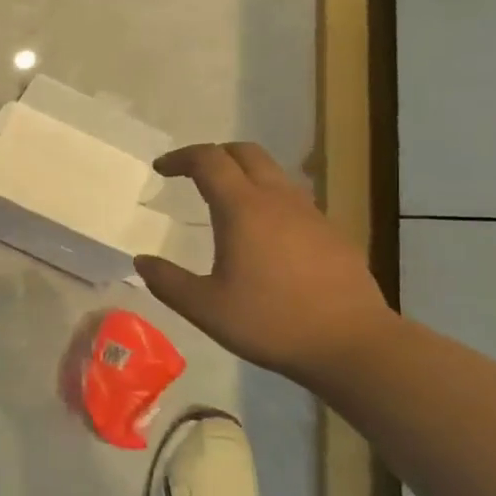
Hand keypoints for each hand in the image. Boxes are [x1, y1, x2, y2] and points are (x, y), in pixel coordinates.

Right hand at [135, 143, 394, 381]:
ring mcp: (311, 214)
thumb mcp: (205, 308)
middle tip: (192, 174)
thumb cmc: (271, 322)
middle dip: (214, 155)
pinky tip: (266, 236)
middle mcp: (277, 200)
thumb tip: (141, 261)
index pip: (208, 160)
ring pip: (273, 174)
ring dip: (245, 175)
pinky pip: (294, 200)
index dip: (181, 157)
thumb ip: (168, 281)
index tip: (161, 169)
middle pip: (245, 153)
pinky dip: (270, 200)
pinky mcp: (332, 233)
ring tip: (226, 202)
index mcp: (242, 209)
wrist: (353, 343)